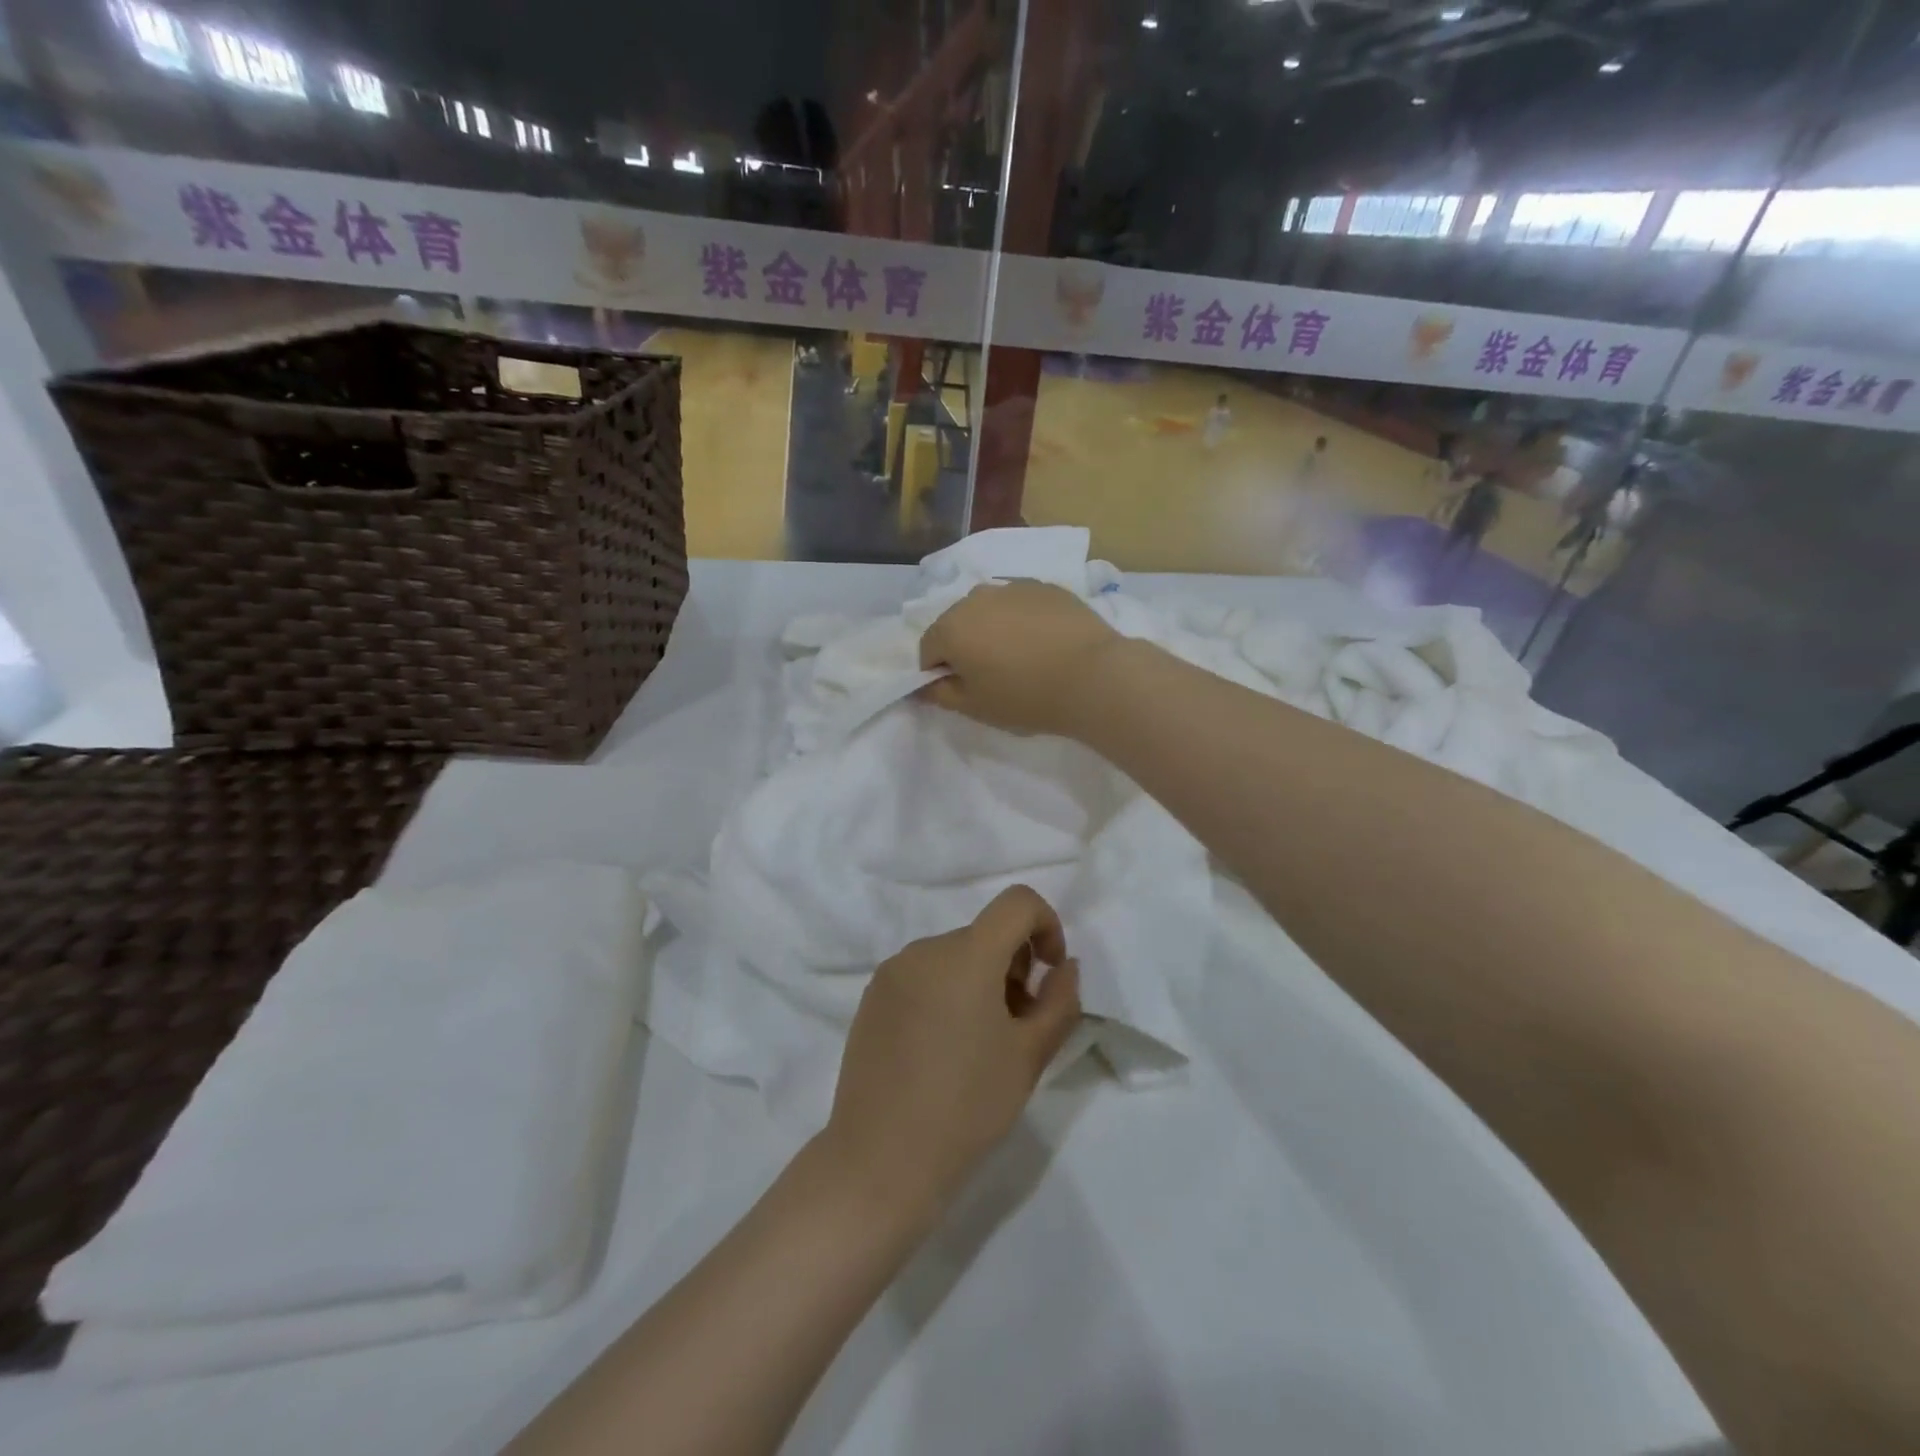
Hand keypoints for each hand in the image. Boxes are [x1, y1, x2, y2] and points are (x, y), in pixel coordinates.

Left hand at [822, 886, 1082, 1221]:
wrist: (881, 1161)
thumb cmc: (967, 1107)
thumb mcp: (1030, 1055)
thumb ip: (1060, 1001)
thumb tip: (1063, 967)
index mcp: (965, 954)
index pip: (1017, 902)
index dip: (1046, 925)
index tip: (1048, 974)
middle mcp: (924, 949)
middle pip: (985, 933)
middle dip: (1014, 965)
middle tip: (1019, 1025)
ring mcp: (892, 972)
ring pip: (954, 956)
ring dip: (980, 981)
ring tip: (981, 1043)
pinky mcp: (871, 997)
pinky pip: (923, 975)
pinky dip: (946, 992)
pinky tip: (942, 1049)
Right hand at [918, 580, 1121, 736]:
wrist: (1094, 676)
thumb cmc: (1027, 697)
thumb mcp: (976, 707)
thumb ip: (940, 694)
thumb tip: (921, 687)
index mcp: (951, 627)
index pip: (928, 649)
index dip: (939, 673)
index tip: (964, 691)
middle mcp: (976, 597)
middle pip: (957, 623)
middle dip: (965, 646)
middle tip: (992, 676)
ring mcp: (1013, 587)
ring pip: (989, 610)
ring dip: (993, 629)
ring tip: (1021, 657)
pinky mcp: (1046, 586)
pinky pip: (1020, 604)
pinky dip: (1023, 620)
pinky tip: (1045, 643)